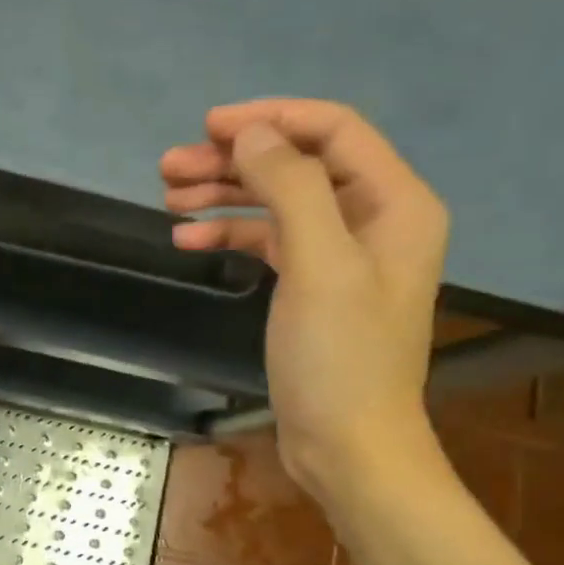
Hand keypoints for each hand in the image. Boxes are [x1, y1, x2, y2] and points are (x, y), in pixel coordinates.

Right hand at [161, 99, 448, 497]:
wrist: (347, 446)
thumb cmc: (340, 357)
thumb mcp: (318, 264)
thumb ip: (290, 186)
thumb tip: (252, 134)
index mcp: (395, 202)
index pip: (332, 130)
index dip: (270, 119)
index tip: (208, 126)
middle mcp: (372, 218)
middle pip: (298, 164)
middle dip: (234, 160)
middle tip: (170, 167)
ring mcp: (341, 254)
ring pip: (277, 202)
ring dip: (224, 195)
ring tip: (168, 198)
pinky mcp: (312, 286)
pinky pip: (269, 242)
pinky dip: (230, 234)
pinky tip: (189, 239)